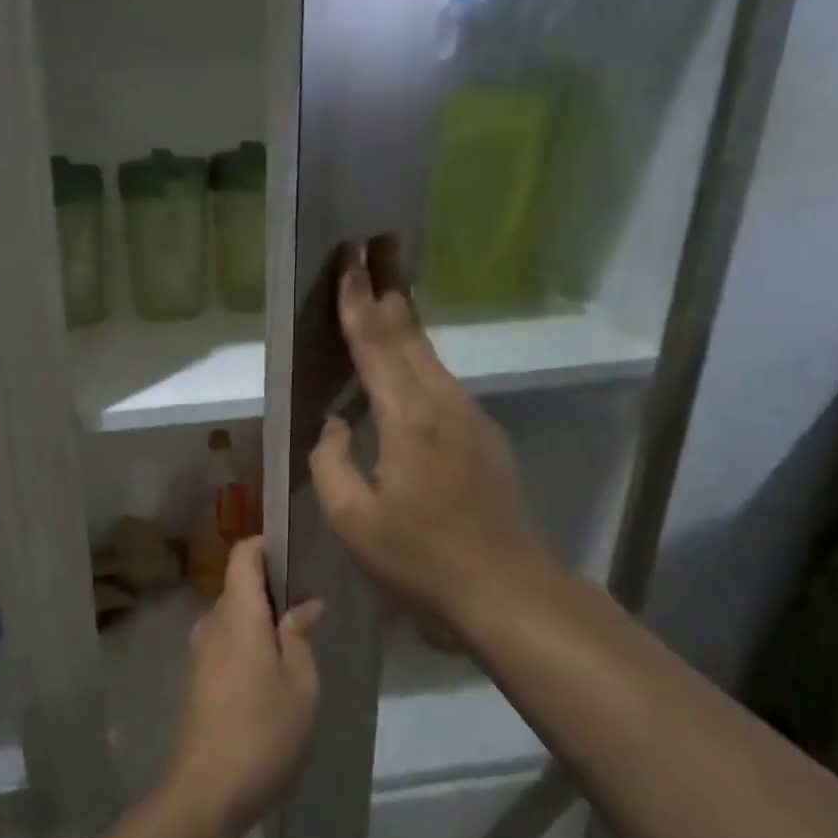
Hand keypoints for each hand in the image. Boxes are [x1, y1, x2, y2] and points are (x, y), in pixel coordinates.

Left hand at [162, 538, 322, 837]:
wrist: (207, 790)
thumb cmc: (264, 732)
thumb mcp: (300, 685)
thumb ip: (299, 637)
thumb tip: (304, 605)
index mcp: (237, 616)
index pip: (241, 557)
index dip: (263, 544)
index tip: (293, 550)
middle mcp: (211, 625)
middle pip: (237, 587)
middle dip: (271, 588)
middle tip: (310, 604)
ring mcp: (199, 653)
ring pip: (232, 618)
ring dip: (260, 620)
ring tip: (298, 640)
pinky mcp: (197, 679)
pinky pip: (225, 643)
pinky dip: (248, 642)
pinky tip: (274, 671)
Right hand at [309, 251, 558, 629]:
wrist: (507, 591)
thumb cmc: (420, 559)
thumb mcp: (353, 520)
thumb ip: (330, 463)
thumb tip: (335, 425)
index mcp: (409, 419)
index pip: (376, 345)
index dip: (358, 302)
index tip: (349, 259)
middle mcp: (445, 405)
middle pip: (411, 336)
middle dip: (391, 289)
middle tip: (377, 246)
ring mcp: (472, 421)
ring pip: (430, 358)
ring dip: (406, 323)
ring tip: (388, 294)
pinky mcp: (484, 440)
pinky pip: (441, 386)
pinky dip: (418, 362)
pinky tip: (406, 369)